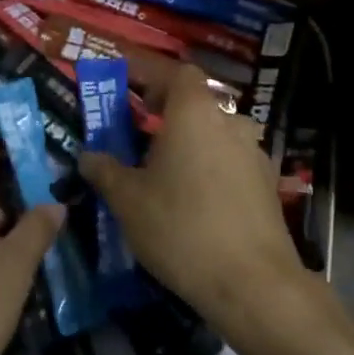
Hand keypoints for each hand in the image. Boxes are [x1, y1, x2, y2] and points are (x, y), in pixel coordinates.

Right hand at [78, 57, 309, 347]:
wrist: (252, 282)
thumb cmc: (181, 228)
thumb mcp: (128, 201)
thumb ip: (105, 171)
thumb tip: (88, 155)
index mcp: (194, 113)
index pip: (175, 72)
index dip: (149, 72)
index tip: (125, 81)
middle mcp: (229, 122)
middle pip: (195, 102)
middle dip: (165, 110)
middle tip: (138, 129)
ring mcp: (253, 152)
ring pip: (214, 132)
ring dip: (189, 140)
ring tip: (163, 168)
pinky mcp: (266, 183)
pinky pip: (229, 160)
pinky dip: (209, 165)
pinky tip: (194, 197)